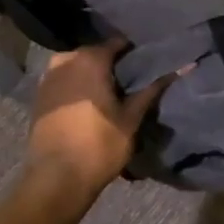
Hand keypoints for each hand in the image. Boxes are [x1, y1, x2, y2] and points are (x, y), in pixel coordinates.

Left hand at [24, 41, 172, 206]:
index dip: (135, 53)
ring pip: (78, 67)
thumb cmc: (99, 145)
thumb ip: (153, 89)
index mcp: (90, 59)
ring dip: (93, 76)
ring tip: (112, 94)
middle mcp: (65, 60)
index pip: (119, 43)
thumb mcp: (132, 118)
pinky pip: (64, 81)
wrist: (55, 179)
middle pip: (96, 53)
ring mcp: (48, 78)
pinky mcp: (38, 96)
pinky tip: (89, 104)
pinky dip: (77, 87)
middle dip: (113, 64)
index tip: (148, 64)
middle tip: (131, 82)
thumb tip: (184, 66)